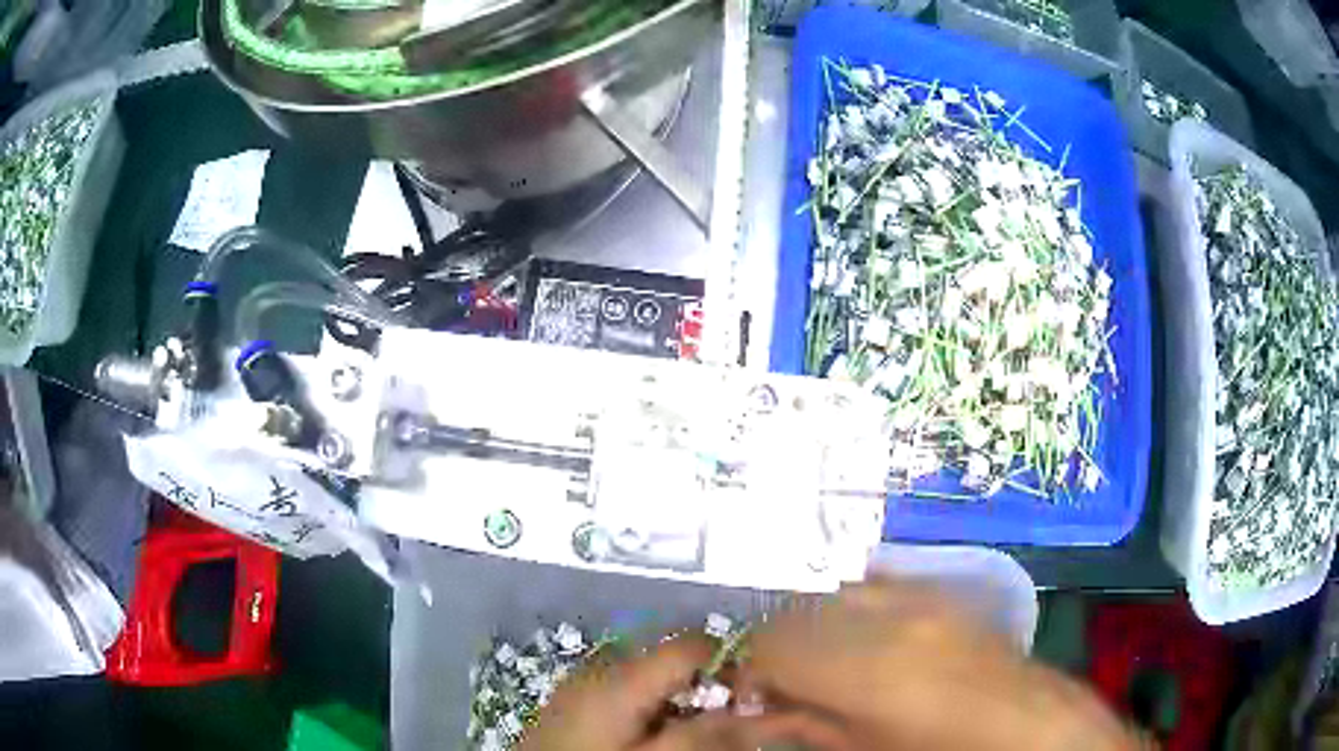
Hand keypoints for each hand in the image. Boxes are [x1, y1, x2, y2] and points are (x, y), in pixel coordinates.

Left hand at [520, 634, 851, 750]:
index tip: (754, 700)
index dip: (731, 666)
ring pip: (652, 679)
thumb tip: (758, 711)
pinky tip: (652, 737)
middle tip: (727, 726)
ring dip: (680, 703)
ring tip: (689, 736)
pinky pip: (627, 694)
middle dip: (708, 689)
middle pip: (673, 661)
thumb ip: (704, 735)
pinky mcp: (575, 702)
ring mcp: (583, 684)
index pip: (693, 644)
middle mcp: (602, 669)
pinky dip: (652, 710)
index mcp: (621, 677)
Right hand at [739, 580, 1146, 750]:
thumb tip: (750, 711)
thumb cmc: (940, 748)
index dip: (752, 667)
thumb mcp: (862, 747)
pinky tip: (859, 632)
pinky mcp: (938, 588)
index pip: (771, 645)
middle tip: (783, 677)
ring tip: (823, 658)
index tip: (754, 691)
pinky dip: (852, 601)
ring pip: (832, 590)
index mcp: (860, 668)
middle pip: (796, 610)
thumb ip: (803, 723)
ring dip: (813, 621)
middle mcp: (884, 618)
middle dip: (777, 643)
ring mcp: (916, 595)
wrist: (1025, 719)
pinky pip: (876, 579)